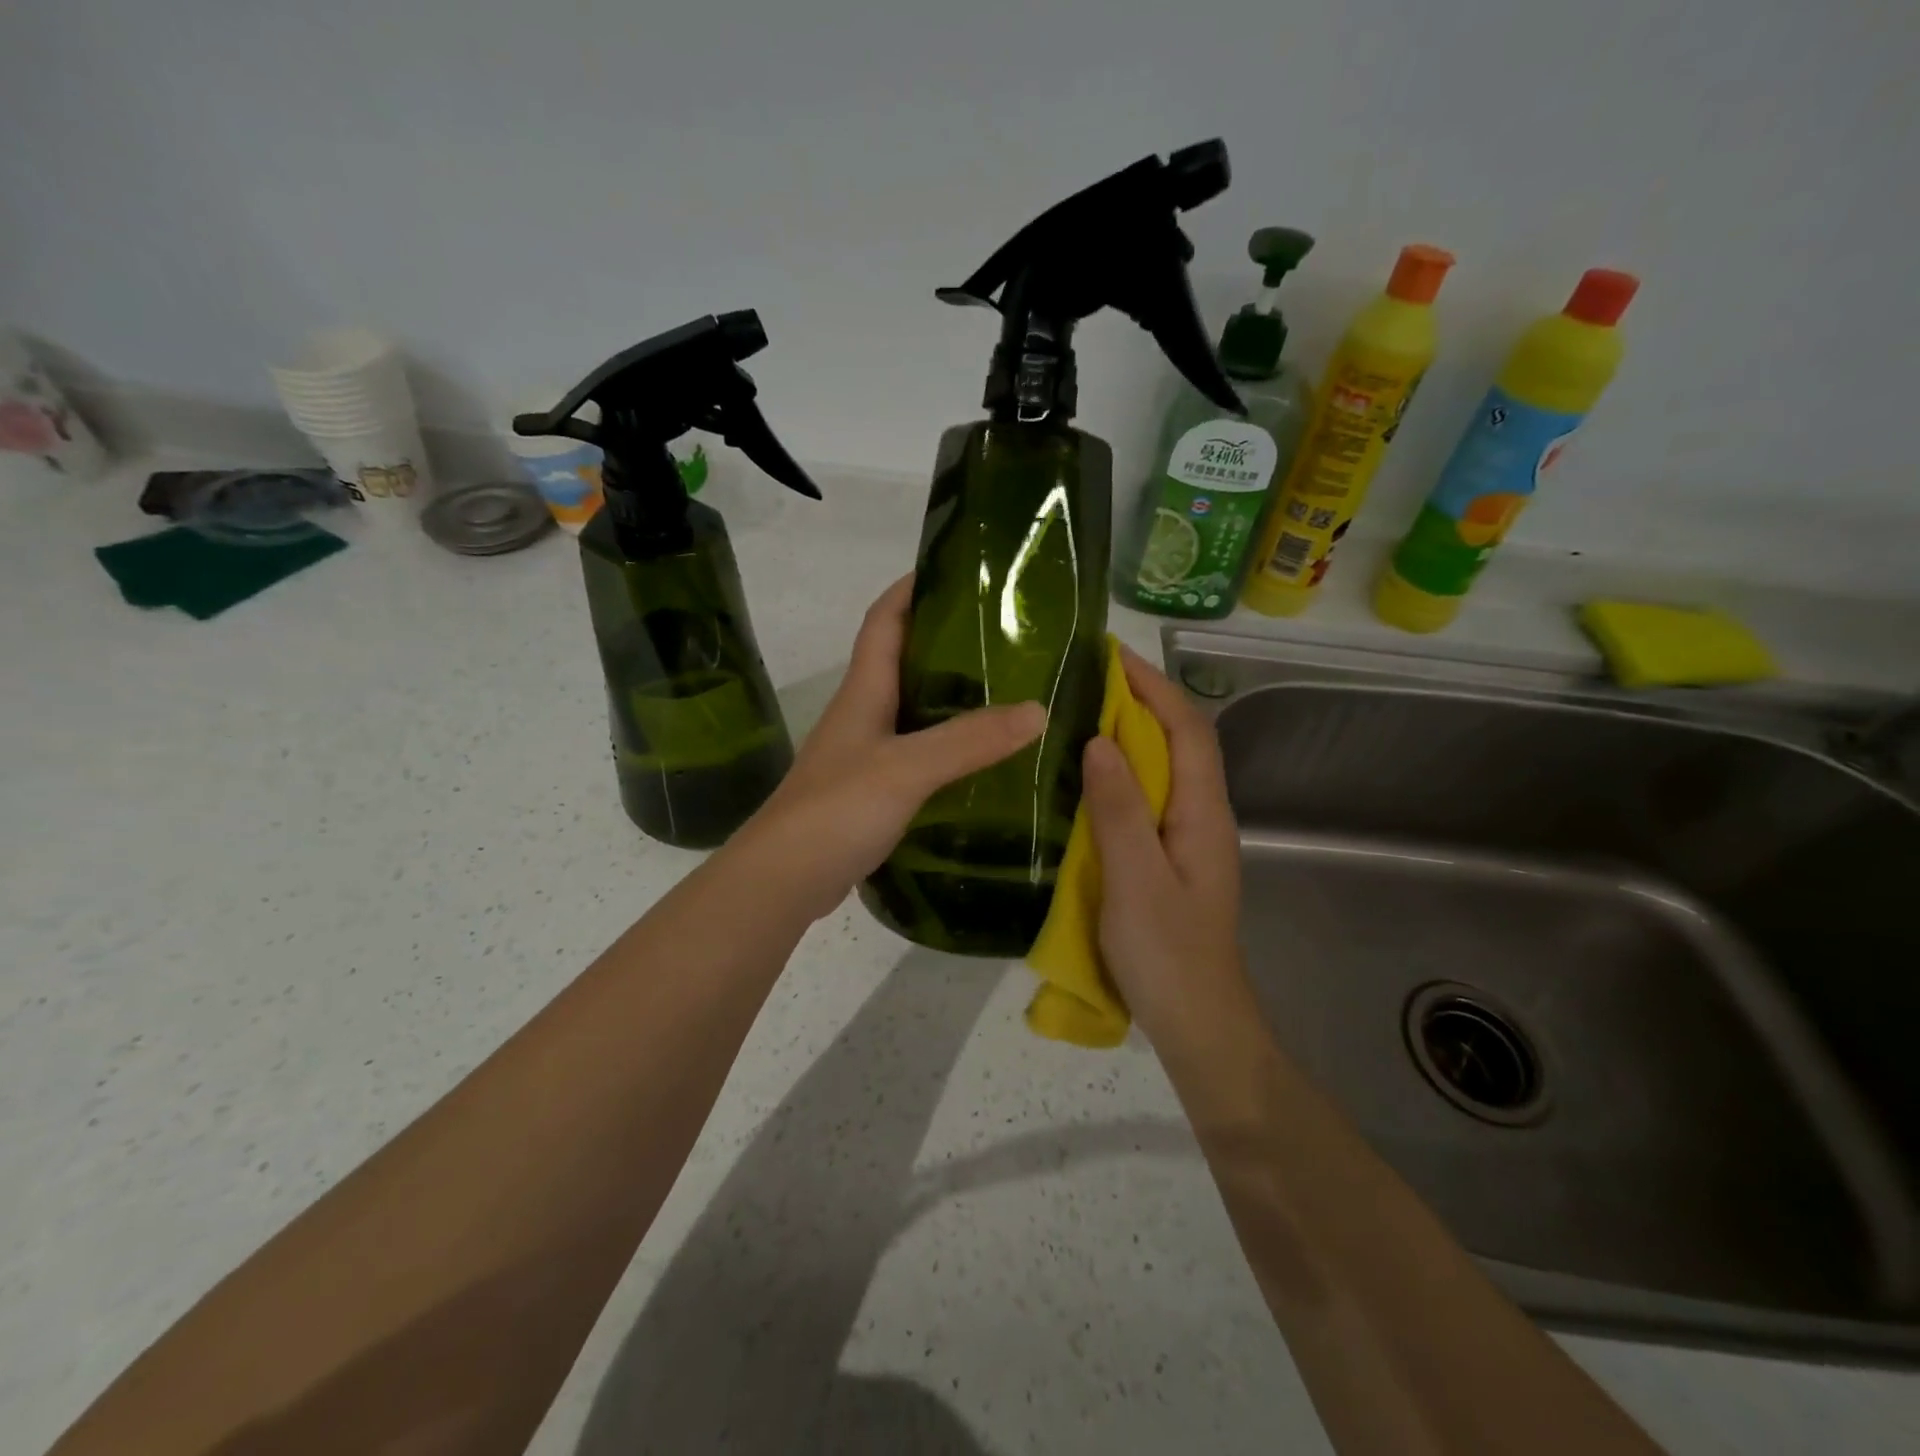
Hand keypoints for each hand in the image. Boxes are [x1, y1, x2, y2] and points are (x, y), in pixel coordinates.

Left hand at [738, 576, 1043, 919]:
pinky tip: (984, 760)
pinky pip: (919, 754)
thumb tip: (1038, 709)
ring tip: (1010, 692)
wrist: (784, 879)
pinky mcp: (874, 791)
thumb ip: (968, 740)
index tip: (958, 571)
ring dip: (954, 698)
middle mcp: (864, 714)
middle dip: (949, 641)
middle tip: (1008, 637)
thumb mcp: (906, 768)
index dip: (912, 587)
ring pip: (915, 710)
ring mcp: (867, 754)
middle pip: (904, 661)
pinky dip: (950, 748)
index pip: (884, 620)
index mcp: (864, 691)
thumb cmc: (836, 809)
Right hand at [1079, 645, 1252, 1055]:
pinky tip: (1088, 779)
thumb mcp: (1136, 880)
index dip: (1153, 687)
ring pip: (1164, 769)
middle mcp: (1202, 816)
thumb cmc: (1168, 954)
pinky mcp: (1169, 859)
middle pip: (1180, 741)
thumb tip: (1099, 740)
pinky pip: (1148, 798)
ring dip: (1131, 734)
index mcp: (1203, 813)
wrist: (1197, 1023)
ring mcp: (1188, 839)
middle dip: (1141, 701)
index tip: (1109, 657)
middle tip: (1085, 680)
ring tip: (1081, 714)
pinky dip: (1123, 773)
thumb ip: (1119, 810)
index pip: (1187, 729)